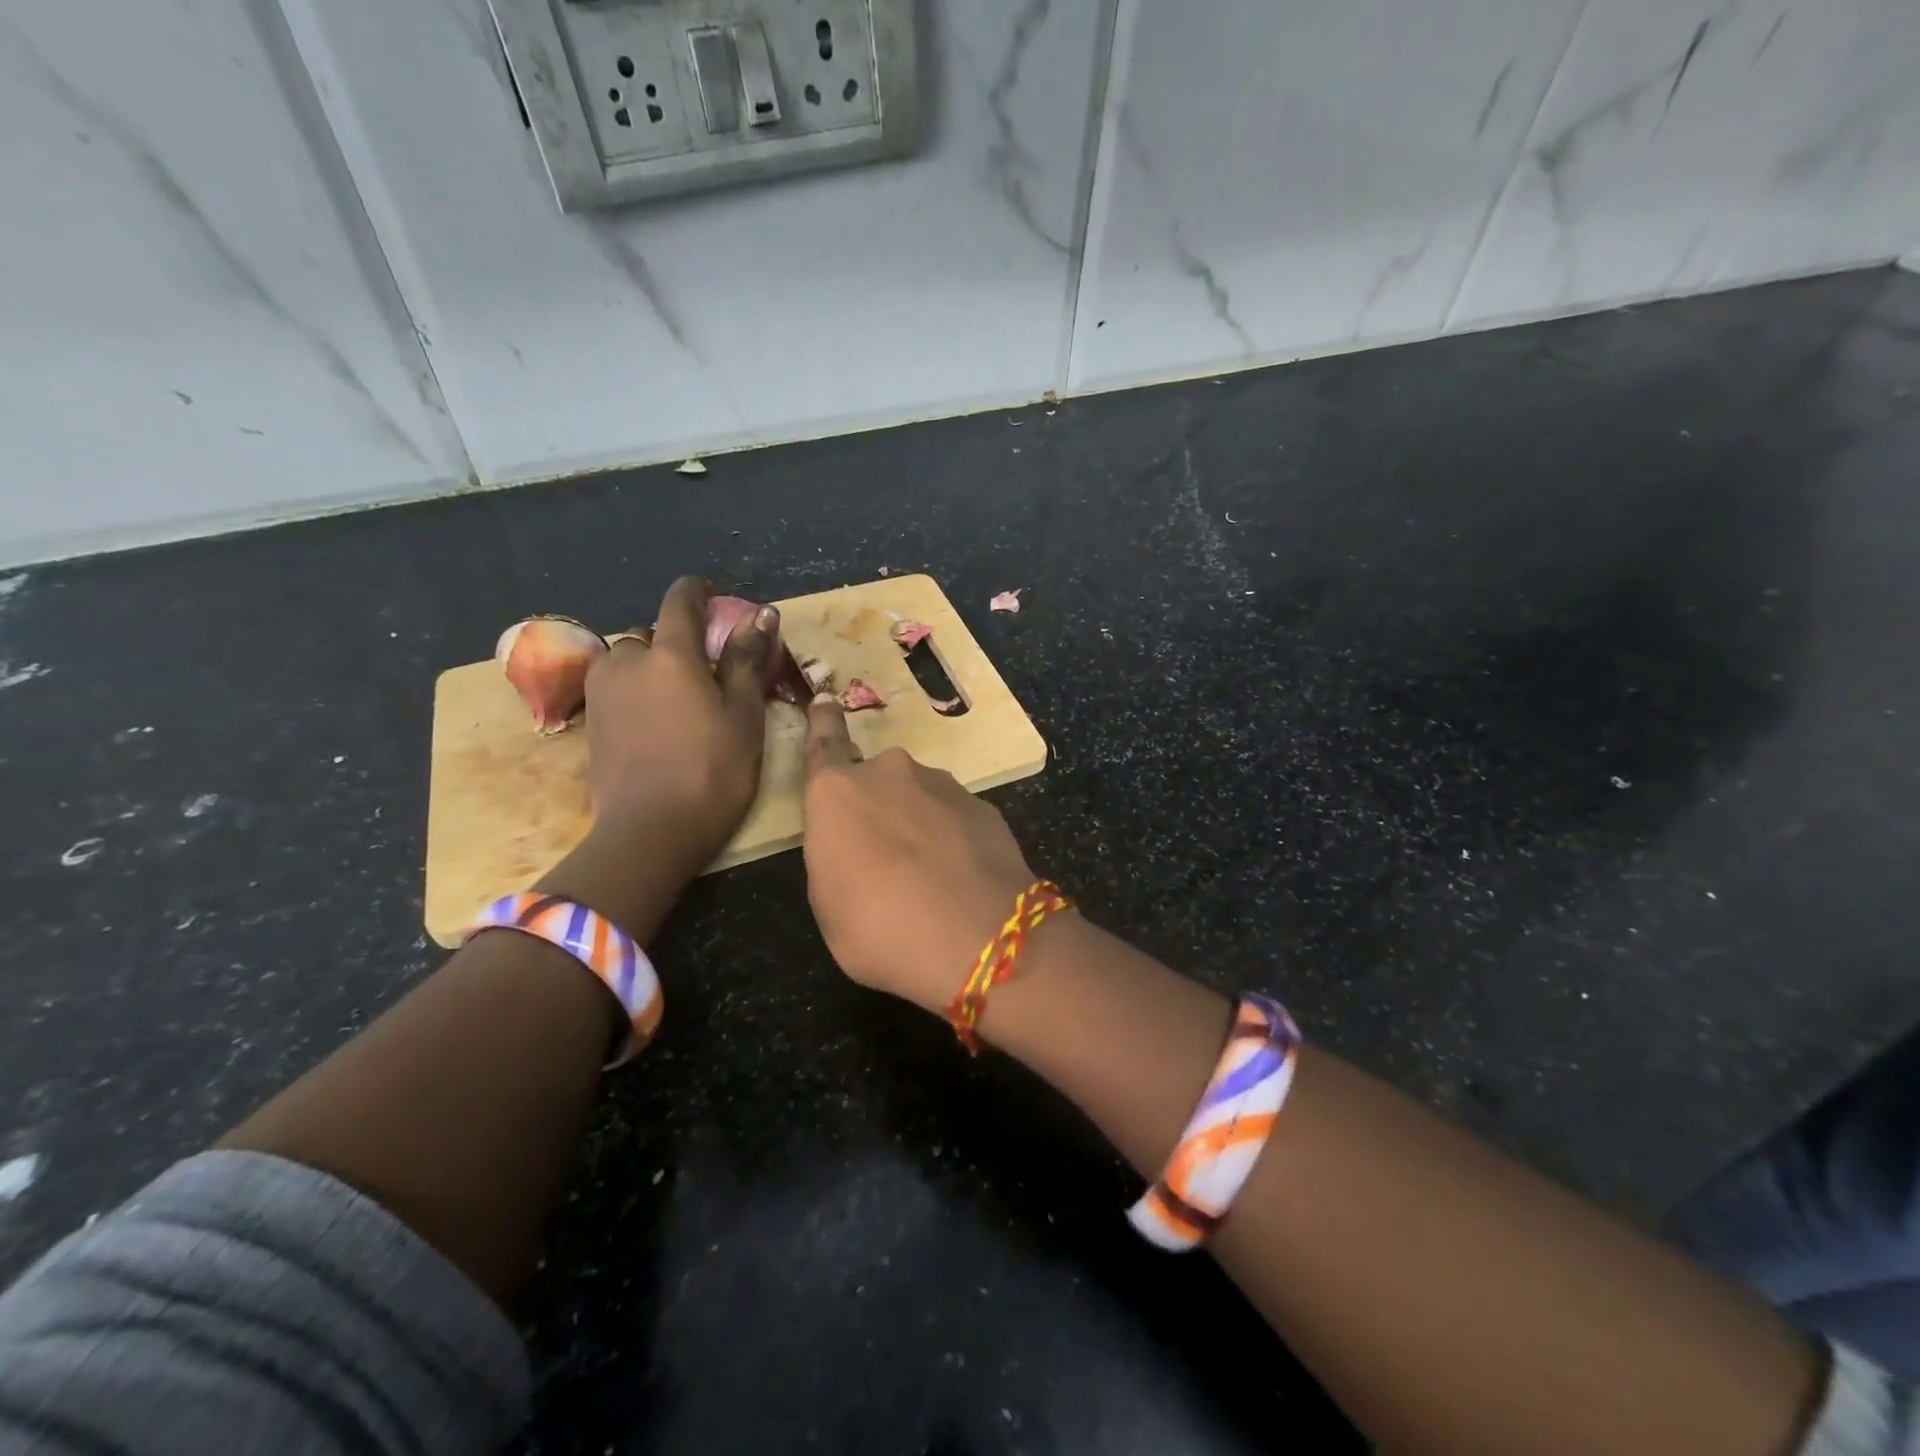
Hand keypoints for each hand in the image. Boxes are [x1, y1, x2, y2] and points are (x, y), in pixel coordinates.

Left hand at [581, 575, 775, 870]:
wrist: (650, 833)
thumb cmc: (713, 772)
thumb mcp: (743, 717)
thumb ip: (747, 661)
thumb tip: (761, 615)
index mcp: (671, 655)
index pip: (680, 601)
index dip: (699, 592)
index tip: (715, 597)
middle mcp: (628, 661)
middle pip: (653, 635)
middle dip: (677, 642)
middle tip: (706, 672)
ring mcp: (602, 692)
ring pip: (628, 661)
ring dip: (651, 667)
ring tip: (677, 700)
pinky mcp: (589, 721)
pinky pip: (615, 688)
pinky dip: (635, 692)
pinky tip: (654, 723)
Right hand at [800, 696, 1036, 1012]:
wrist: (978, 937)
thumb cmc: (879, 928)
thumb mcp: (829, 905)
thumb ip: (834, 858)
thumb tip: (853, 845)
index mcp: (837, 793)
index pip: (824, 744)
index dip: (823, 722)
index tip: (826, 699)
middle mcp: (889, 773)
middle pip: (875, 782)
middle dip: (877, 808)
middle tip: (884, 858)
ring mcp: (941, 785)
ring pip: (918, 798)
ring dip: (916, 824)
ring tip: (927, 876)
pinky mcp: (982, 805)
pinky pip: (953, 817)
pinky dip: (951, 838)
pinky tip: (959, 877)